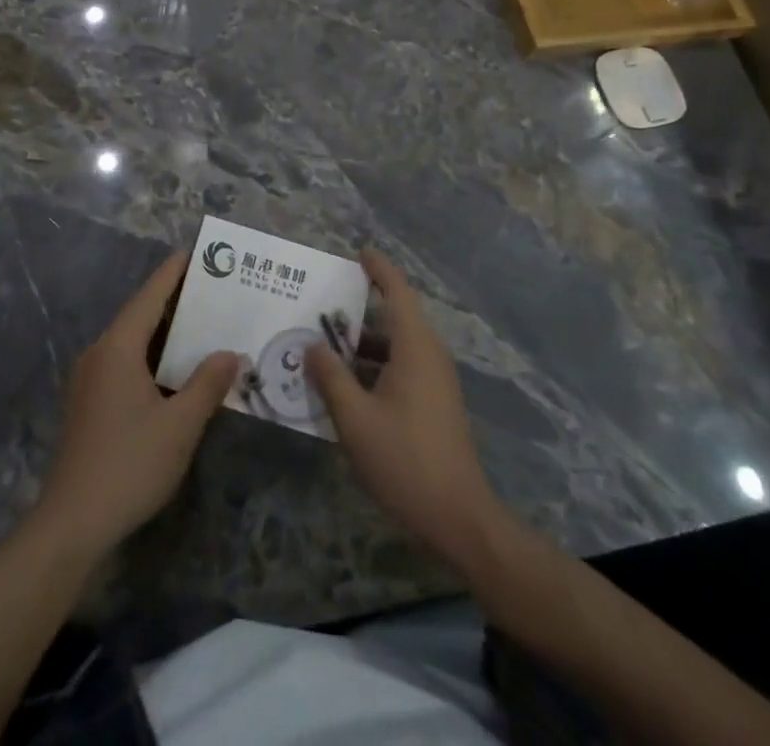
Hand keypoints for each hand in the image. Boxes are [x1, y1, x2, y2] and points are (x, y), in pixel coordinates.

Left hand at [35, 252, 239, 561]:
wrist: (72, 523)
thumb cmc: (129, 464)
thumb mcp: (180, 425)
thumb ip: (207, 384)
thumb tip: (230, 353)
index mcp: (118, 348)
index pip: (150, 296)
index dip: (174, 273)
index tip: (197, 254)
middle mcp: (99, 353)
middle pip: (140, 315)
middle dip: (176, 303)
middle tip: (214, 293)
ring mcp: (90, 379)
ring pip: (133, 342)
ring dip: (165, 334)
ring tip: (203, 328)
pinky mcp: (89, 403)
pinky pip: (125, 363)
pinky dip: (153, 358)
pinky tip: (176, 373)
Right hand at [308, 250, 504, 569]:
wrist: (458, 518)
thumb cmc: (404, 460)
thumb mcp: (354, 418)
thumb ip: (330, 377)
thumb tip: (311, 345)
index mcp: (415, 348)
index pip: (398, 292)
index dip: (379, 269)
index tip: (360, 252)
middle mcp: (429, 356)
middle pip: (395, 319)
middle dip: (359, 310)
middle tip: (321, 306)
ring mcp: (436, 382)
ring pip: (396, 347)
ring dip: (362, 345)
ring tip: (323, 347)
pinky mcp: (435, 405)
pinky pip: (401, 369)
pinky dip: (374, 367)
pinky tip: (345, 385)